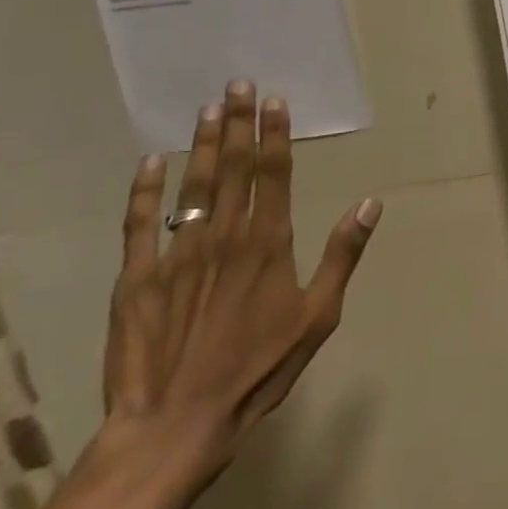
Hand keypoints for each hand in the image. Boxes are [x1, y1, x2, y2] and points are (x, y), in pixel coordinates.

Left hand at [101, 80, 380, 478]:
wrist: (177, 423)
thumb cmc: (260, 368)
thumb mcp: (320, 314)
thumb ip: (343, 254)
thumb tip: (371, 203)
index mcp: (269, 242)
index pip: (273, 174)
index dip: (275, 134)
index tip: (274, 101)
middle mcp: (224, 236)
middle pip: (234, 167)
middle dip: (238, 123)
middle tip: (237, 85)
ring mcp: (176, 254)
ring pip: (192, 185)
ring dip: (202, 144)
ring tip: (207, 109)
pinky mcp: (136, 278)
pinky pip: (140, 223)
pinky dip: (145, 190)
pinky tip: (151, 162)